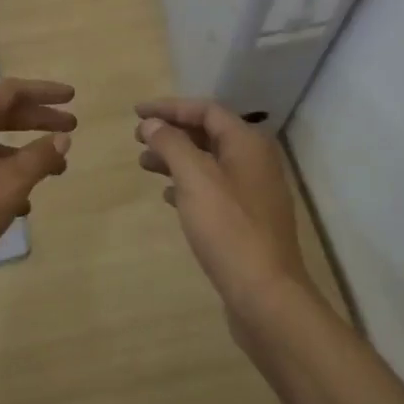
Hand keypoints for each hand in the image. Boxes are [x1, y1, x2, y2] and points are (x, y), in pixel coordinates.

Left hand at [0, 78, 75, 292]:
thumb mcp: (7, 186)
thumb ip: (38, 158)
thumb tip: (62, 138)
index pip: (12, 91)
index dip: (45, 93)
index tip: (72, 97)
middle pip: (0, 113)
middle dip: (37, 120)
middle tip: (70, 128)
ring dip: (21, 152)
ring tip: (52, 171)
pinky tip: (17, 203)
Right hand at [134, 98, 313, 316]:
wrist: (266, 296)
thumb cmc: (228, 228)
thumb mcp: (194, 178)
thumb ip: (171, 144)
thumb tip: (152, 124)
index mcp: (247, 144)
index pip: (205, 110)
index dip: (169, 108)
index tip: (136, 112)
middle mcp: (255, 162)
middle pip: (208, 134)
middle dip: (171, 133)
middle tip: (138, 138)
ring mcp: (254, 193)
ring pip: (208, 162)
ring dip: (176, 159)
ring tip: (144, 165)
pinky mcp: (248, 221)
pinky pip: (213, 189)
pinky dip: (188, 185)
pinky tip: (168, 195)